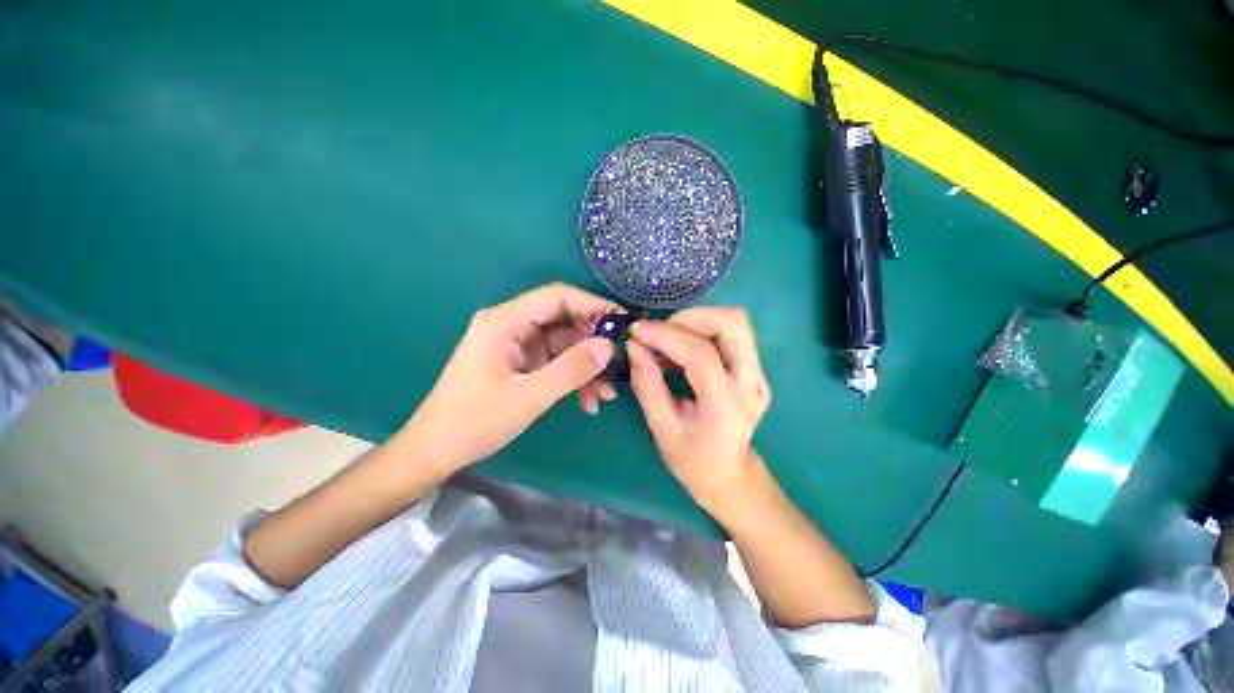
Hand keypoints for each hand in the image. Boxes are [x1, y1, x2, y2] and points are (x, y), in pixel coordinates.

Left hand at [395, 283, 617, 475]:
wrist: (436, 451)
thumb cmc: (474, 421)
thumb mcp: (529, 397)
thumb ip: (571, 370)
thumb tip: (608, 347)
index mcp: (504, 322)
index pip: (557, 296)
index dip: (592, 305)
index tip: (621, 322)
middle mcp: (510, 325)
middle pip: (563, 320)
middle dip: (592, 343)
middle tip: (618, 363)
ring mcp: (515, 345)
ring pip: (562, 344)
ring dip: (585, 367)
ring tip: (606, 394)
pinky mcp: (519, 362)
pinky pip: (554, 361)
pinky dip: (572, 377)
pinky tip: (588, 400)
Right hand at [626, 307, 771, 518]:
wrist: (731, 476)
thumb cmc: (694, 462)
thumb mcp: (662, 429)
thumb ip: (648, 385)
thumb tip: (634, 346)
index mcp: (727, 406)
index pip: (701, 354)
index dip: (666, 335)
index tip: (636, 330)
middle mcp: (752, 383)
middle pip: (733, 323)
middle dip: (690, 317)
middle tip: (660, 333)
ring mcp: (759, 374)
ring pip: (734, 323)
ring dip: (696, 321)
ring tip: (668, 341)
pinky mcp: (755, 370)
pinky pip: (730, 334)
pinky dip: (702, 331)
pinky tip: (680, 350)